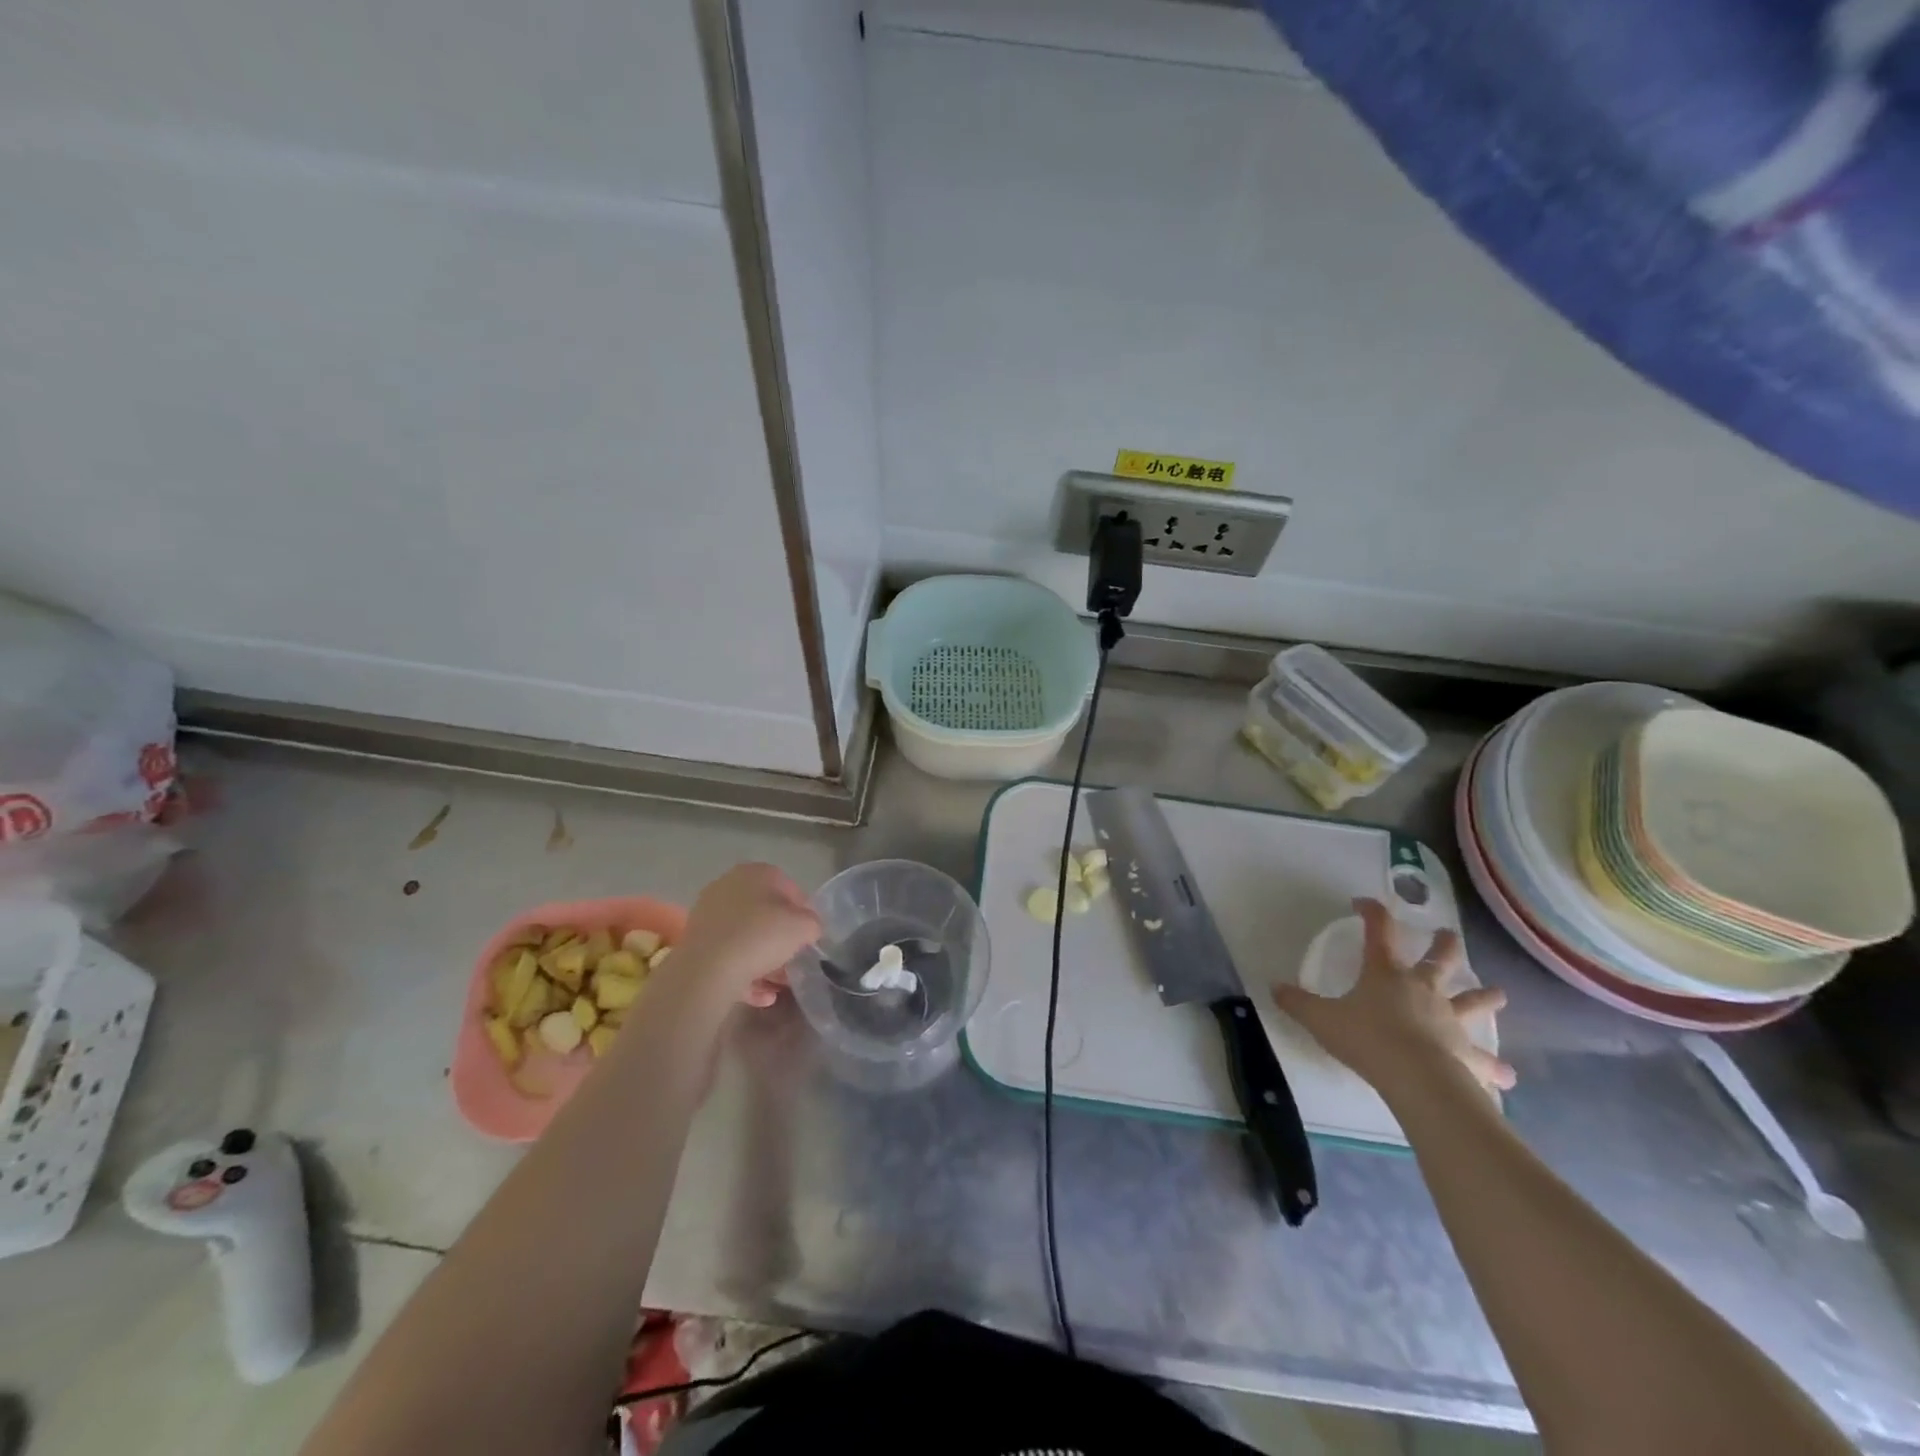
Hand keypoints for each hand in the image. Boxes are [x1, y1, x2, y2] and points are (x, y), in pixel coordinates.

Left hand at [670, 864, 820, 1008]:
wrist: (707, 970)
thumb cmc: (761, 936)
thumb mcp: (804, 926)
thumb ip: (812, 923)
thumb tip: (809, 927)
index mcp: (755, 872)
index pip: (787, 886)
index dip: (803, 911)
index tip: (809, 934)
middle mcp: (728, 886)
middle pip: (763, 912)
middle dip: (780, 937)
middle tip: (794, 959)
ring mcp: (708, 914)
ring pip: (745, 936)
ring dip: (764, 960)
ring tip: (779, 985)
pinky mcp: (695, 943)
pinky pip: (728, 956)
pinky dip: (745, 974)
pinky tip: (762, 996)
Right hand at [1272, 897, 1515, 1095]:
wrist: (1416, 1077)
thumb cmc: (1367, 1039)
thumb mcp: (1320, 1019)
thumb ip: (1297, 1002)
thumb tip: (1274, 987)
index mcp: (1385, 974)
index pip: (1379, 931)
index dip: (1372, 912)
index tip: (1363, 904)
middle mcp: (1422, 989)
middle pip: (1439, 959)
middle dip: (1444, 944)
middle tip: (1446, 935)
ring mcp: (1449, 1020)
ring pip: (1473, 1002)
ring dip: (1486, 997)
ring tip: (1500, 993)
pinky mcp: (1468, 1054)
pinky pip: (1486, 1060)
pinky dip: (1497, 1067)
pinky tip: (1509, 1075)